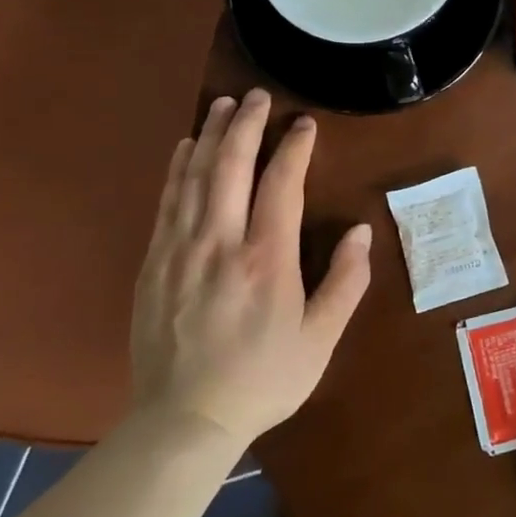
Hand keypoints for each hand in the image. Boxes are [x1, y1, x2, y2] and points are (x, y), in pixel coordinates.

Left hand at [131, 90, 371, 447]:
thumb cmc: (263, 379)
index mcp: (266, 260)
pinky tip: (186, 148)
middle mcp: (220, 244)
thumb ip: (345, 282)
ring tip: (223, 105)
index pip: (281, 184)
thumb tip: (361, 232)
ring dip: (210, 136)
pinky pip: (167, 203)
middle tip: (258, 95)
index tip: (304, 124)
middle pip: (230, 167)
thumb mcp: (320, 339)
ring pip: (194, 177)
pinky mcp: (154, 264)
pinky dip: (178, 169)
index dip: (294, 147)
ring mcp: (180, 251)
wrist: (183, 421)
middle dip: (246, 125)